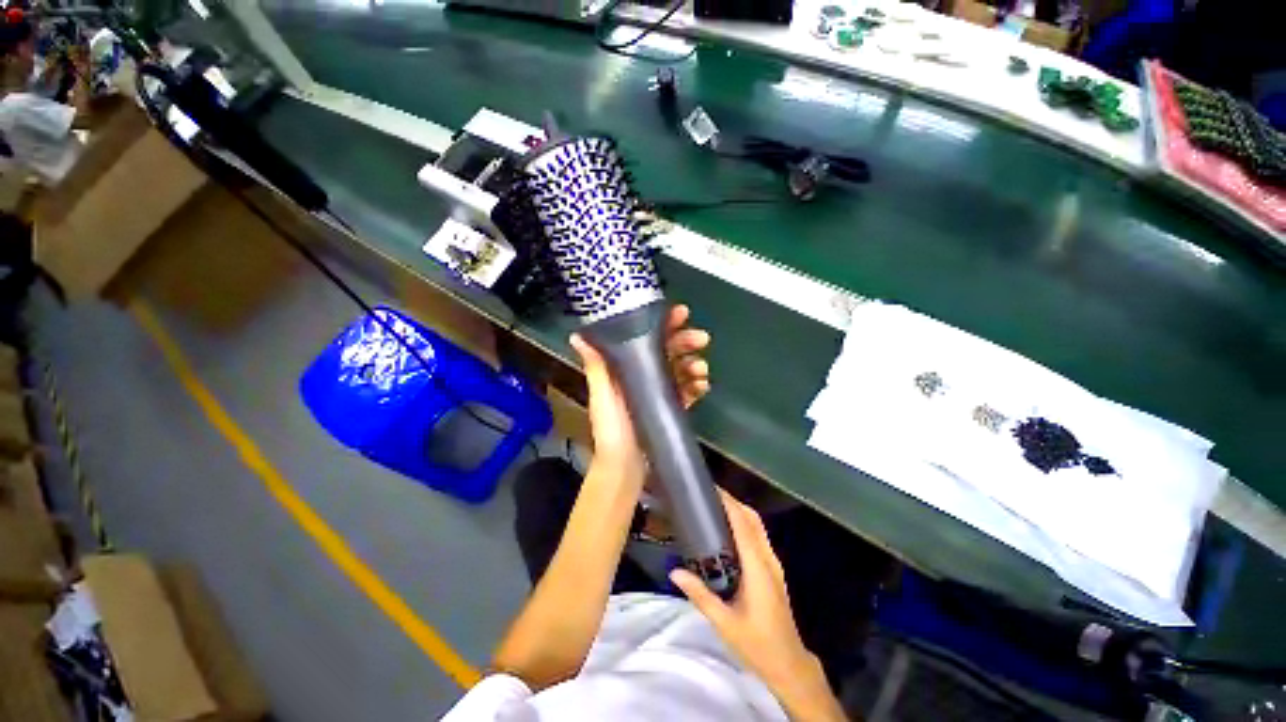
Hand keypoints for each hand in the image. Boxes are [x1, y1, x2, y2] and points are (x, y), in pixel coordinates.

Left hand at [570, 304, 710, 479]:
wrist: (624, 466)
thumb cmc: (611, 427)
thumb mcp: (601, 395)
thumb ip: (596, 366)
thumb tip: (577, 335)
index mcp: (626, 368)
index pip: (645, 338)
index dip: (663, 324)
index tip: (680, 314)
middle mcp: (643, 375)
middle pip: (668, 350)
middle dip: (686, 341)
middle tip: (702, 338)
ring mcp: (659, 391)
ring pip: (681, 369)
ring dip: (694, 364)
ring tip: (701, 369)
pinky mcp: (671, 406)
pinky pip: (688, 390)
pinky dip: (697, 386)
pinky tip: (703, 386)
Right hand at [670, 493, 845, 721]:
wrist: (789, 664)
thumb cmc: (757, 644)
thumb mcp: (724, 622)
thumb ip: (700, 595)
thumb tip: (674, 572)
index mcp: (758, 567)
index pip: (743, 525)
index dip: (729, 503)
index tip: (711, 489)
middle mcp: (768, 559)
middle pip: (753, 519)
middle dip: (733, 502)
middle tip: (708, 496)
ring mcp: (773, 564)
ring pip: (758, 527)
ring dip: (739, 512)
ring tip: (714, 507)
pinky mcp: (773, 570)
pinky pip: (758, 537)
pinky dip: (744, 525)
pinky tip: (727, 532)